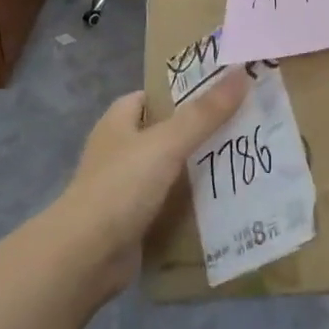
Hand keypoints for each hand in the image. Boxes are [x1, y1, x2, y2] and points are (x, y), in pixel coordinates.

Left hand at [54, 71, 249, 292]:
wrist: (86, 256)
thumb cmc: (121, 186)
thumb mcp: (167, 143)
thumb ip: (204, 113)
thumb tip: (241, 72)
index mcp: (117, 123)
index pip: (150, 96)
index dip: (181, 92)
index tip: (220, 92)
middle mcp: (118, 151)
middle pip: (164, 133)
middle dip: (198, 131)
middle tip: (242, 126)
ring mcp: (124, 188)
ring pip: (169, 170)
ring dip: (198, 169)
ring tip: (242, 161)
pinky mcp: (133, 220)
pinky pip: (169, 204)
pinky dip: (190, 203)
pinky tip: (223, 202)